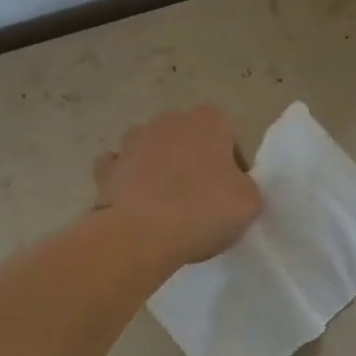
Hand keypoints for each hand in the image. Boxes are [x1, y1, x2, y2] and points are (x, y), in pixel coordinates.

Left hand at [93, 105, 262, 267]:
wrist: (141, 234)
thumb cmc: (203, 211)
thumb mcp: (249, 203)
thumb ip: (245, 185)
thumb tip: (232, 186)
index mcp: (207, 121)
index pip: (225, 134)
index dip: (230, 162)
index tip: (229, 189)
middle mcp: (168, 121)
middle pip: (186, 138)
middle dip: (191, 159)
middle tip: (199, 196)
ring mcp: (132, 142)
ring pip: (149, 146)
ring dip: (156, 165)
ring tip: (164, 201)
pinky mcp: (106, 168)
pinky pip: (118, 167)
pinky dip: (124, 178)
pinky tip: (132, 200)